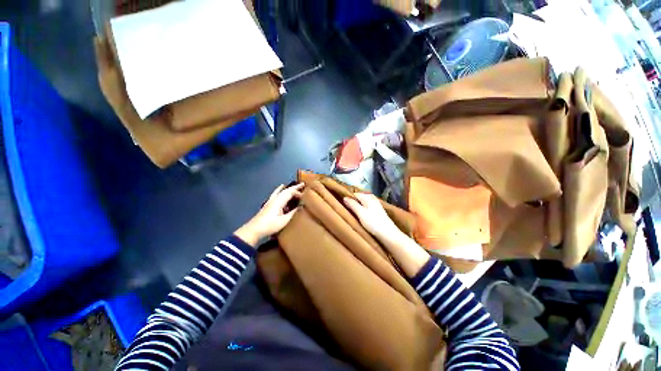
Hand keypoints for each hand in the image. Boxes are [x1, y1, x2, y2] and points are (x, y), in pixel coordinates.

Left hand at [235, 184, 303, 246]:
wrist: (254, 229)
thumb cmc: (270, 225)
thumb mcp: (284, 220)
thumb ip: (293, 212)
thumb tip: (301, 206)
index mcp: (279, 201)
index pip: (290, 192)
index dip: (298, 192)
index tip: (305, 195)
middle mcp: (275, 199)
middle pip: (286, 190)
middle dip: (294, 187)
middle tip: (302, 184)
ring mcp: (270, 201)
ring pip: (280, 191)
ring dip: (287, 189)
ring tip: (291, 186)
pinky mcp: (268, 205)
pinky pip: (276, 194)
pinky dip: (279, 191)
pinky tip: (279, 191)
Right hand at [345, 193, 428, 277]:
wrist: (388, 234)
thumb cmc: (373, 222)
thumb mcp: (361, 213)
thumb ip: (352, 204)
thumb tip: (344, 197)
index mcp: (367, 197)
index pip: (355, 194)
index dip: (348, 198)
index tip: (341, 204)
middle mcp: (372, 198)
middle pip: (359, 198)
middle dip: (352, 202)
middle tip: (345, 209)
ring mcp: (376, 205)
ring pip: (363, 203)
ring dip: (357, 206)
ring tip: (351, 213)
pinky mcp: (377, 211)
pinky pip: (366, 207)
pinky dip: (362, 210)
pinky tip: (360, 216)